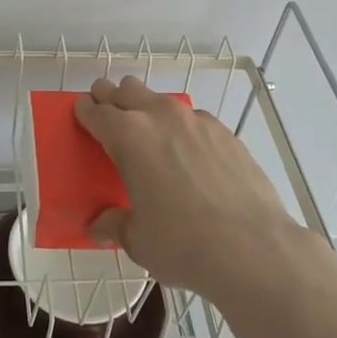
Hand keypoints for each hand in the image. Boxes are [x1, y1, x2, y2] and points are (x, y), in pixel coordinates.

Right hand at [73, 75, 309, 308]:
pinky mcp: (225, 132)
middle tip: (108, 117)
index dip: (85, 111)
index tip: (82, 114)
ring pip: (161, 100)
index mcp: (128, 136)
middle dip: (112, 98)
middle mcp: (159, 116)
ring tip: (150, 139)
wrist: (254, 248)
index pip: (96, 111)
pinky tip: (190, 158)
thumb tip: (100, 227)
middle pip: (126, 89)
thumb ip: (115, 225)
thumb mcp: (138, 240)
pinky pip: (193, 119)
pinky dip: (182, 129)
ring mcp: (196, 120)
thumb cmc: (183, 244)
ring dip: (147, 110)